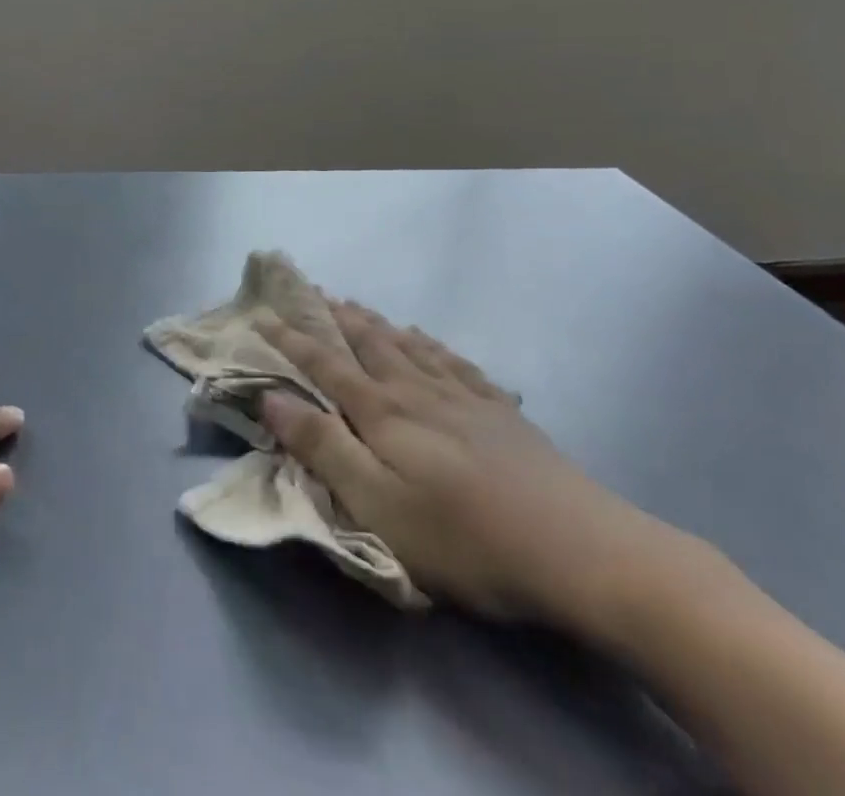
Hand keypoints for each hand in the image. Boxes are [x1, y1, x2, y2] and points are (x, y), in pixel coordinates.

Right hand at [258, 303, 684, 628]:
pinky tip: (426, 339)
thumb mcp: (377, 505)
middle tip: (311, 292)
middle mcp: (416, 391)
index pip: (324, 364)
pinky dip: (429, 343)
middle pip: (367, 342)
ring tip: (355, 305)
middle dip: (333, 317)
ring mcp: (462, 397)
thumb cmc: (464, 537)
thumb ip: (322, 447)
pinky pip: (453, 361)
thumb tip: (271, 396)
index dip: (291, 338)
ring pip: (407, 345)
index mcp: (382, 413)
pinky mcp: (500, 412)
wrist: (581, 551)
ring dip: (375, 322)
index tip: (263, 313)